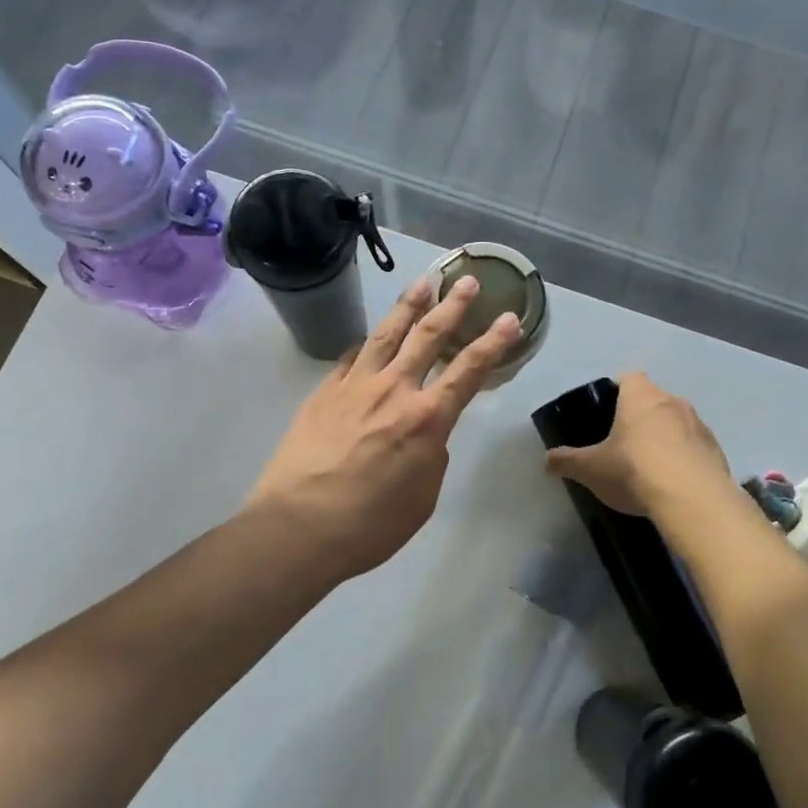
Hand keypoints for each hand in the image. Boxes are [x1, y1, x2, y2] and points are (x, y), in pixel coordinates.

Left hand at [246, 275, 521, 579]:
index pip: (469, 371)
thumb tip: (424, 435)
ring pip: (386, 334)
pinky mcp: (324, 392)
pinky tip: (368, 337)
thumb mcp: (422, 498)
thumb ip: (431, 457)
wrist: (298, 527)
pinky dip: (365, 344)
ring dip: (408, 305)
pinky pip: (350, 358)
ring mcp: (355, 386)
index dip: (493, 343)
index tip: (509, 319)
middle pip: (428, 336)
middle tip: (467, 281)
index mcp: (427, 419)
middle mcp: (394, 390)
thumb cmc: (370, 525)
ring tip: (423, 282)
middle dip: (453, 306)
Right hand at [544, 371, 731, 515]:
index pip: (628, 377)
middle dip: (641, 416)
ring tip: (651, 465)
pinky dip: (685, 456)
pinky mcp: (716, 449)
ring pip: (677, 421)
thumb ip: (567, 461)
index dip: (617, 391)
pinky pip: (695, 445)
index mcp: (640, 396)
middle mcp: (672, 401)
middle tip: (624, 442)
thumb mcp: (591, 468)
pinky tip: (674, 481)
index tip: (607, 412)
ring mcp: (699, 424)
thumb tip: (546, 460)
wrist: (693, 499)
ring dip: (666, 436)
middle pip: (653, 399)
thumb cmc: (634, 470)